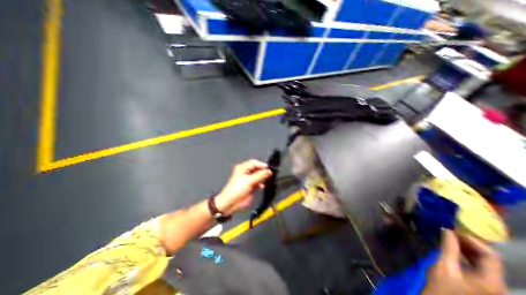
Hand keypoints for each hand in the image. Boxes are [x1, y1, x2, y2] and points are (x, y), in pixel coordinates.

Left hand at [214, 161, 270, 215]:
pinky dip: (261, 183)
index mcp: (243, 167)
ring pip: (258, 175)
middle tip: (270, 174)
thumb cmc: (238, 189)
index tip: (269, 169)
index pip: (254, 163)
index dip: (261, 165)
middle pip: (257, 168)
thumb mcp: (249, 181)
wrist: (231, 202)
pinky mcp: (251, 185)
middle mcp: (246, 171)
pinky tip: (262, 186)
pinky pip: (258, 181)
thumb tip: (270, 171)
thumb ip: (260, 175)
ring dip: (263, 177)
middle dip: (263, 171)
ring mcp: (248, 178)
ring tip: (267, 180)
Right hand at [422, 230, 507, 294]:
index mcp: (492, 281)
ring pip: (484, 263)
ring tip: (450, 239)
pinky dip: (466, 256)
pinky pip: (479, 267)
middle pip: (490, 260)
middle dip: (470, 244)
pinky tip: (453, 250)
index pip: (491, 256)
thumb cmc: (443, 286)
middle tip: (451, 233)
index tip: (454, 230)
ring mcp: (491, 287)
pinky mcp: (482, 286)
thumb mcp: (444, 265)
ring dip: (467, 249)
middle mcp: (497, 284)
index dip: (473, 241)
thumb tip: (448, 230)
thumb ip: (448, 247)